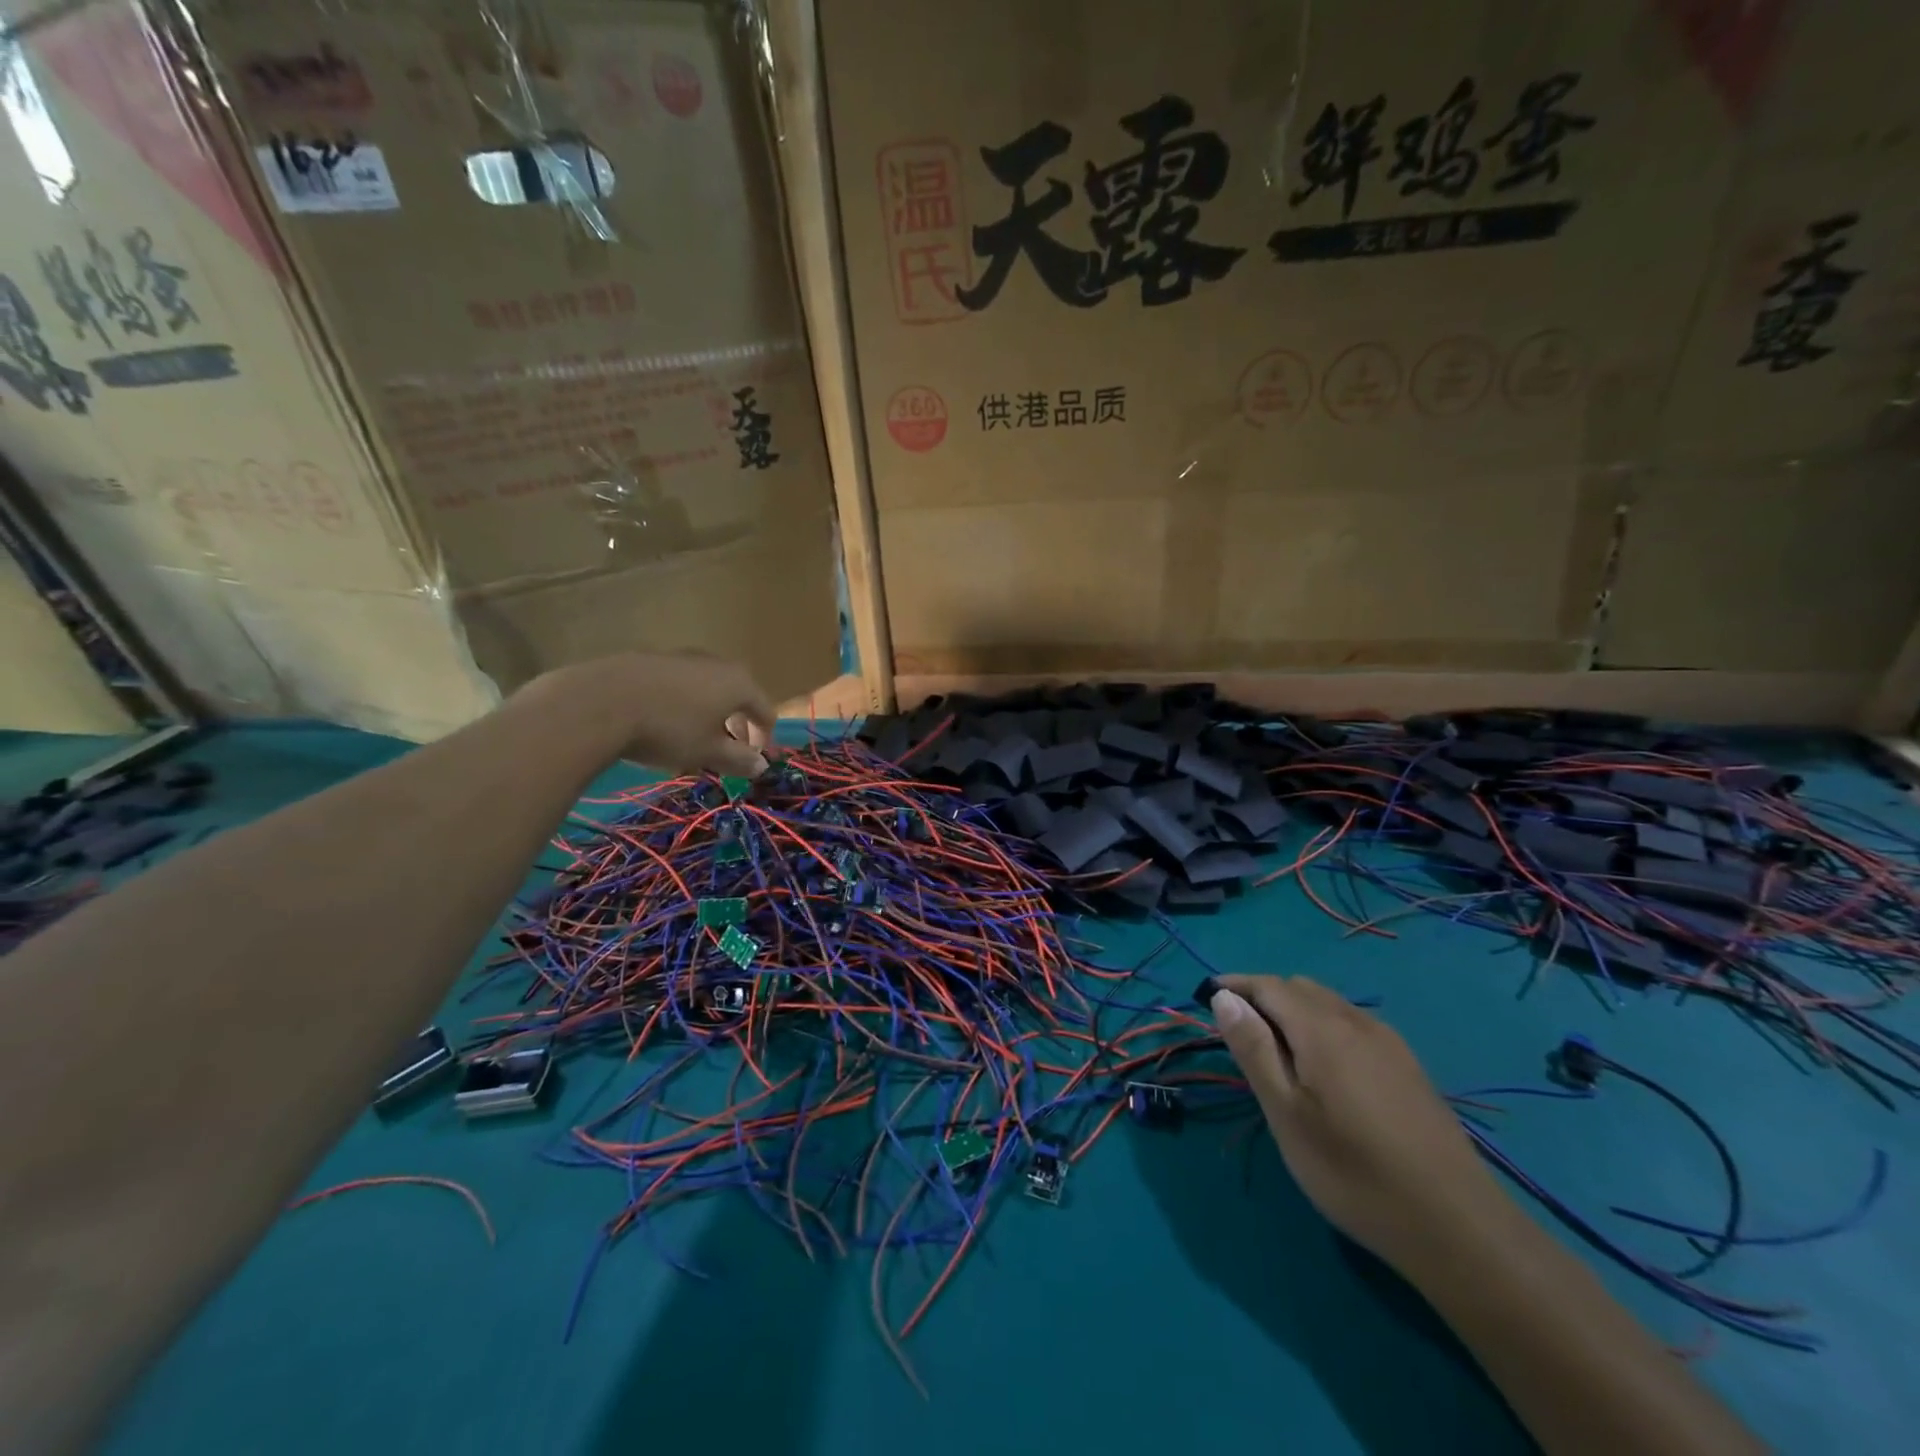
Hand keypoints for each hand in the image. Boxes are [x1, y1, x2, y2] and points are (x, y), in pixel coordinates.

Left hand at [521, 653, 773, 776]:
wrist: (600, 702)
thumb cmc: (668, 730)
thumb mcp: (707, 752)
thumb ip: (738, 759)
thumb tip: (761, 765)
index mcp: (738, 684)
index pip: (765, 710)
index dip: (764, 737)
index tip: (754, 759)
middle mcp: (715, 663)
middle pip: (738, 695)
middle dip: (736, 724)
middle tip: (727, 749)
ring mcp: (681, 657)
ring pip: (706, 688)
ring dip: (708, 713)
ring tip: (692, 739)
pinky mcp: (649, 659)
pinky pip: (678, 684)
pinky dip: (681, 703)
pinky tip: (662, 722)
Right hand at [1206, 974, 1507, 1274]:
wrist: (1458, 1228)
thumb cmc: (1353, 1172)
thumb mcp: (1286, 1114)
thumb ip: (1253, 1049)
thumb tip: (1224, 997)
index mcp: (1322, 1028)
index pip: (1269, 985)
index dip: (1235, 985)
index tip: (1206, 997)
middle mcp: (1357, 1022)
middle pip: (1300, 988)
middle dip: (1263, 997)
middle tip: (1238, 1032)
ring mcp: (1390, 1044)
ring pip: (1330, 1005)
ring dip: (1294, 1012)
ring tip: (1275, 1052)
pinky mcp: (1409, 1068)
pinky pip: (1354, 1026)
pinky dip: (1324, 1028)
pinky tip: (1324, 1070)